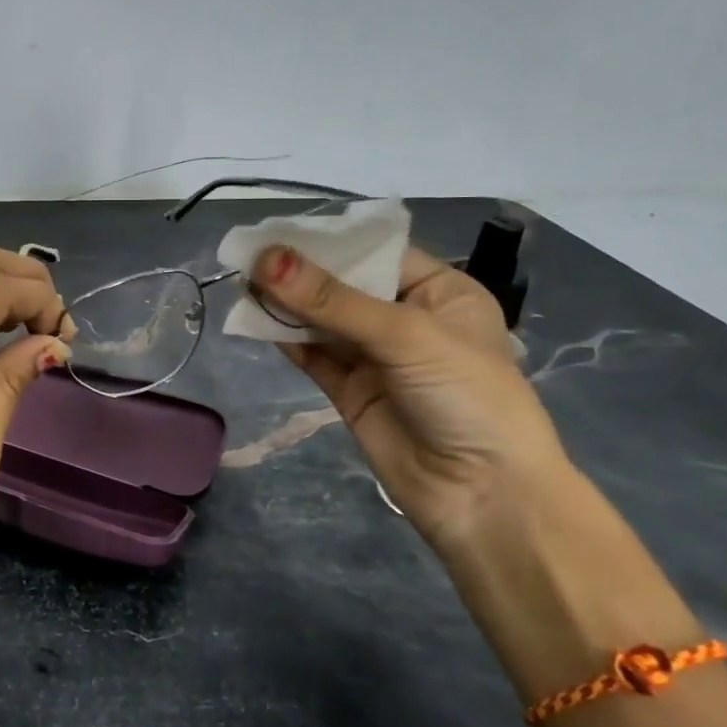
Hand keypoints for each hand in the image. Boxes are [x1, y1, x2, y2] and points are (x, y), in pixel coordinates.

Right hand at [249, 241, 569, 551]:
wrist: (483, 496)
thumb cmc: (465, 396)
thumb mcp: (405, 336)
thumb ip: (331, 300)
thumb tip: (265, 258)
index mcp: (439, 292)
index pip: (375, 253)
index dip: (327, 241)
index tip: (275, 229)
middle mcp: (406, 319)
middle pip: (343, 285)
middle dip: (299, 273)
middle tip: (247, 255)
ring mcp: (376, 357)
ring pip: (322, 320)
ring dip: (286, 304)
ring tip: (243, 284)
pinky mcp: (350, 390)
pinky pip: (312, 354)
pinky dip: (285, 338)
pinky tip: (255, 321)